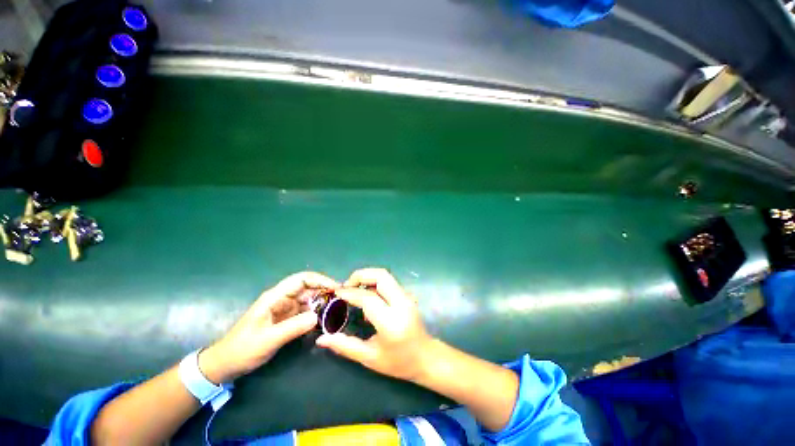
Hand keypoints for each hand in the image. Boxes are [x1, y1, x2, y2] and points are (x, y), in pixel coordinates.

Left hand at [199, 271, 338, 382]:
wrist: (225, 365)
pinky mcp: (286, 319)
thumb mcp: (267, 340)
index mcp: (275, 297)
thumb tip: (317, 316)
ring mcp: (284, 309)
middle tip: (341, 299)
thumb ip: (292, 327)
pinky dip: (316, 313)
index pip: (301, 279)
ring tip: (337, 309)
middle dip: (324, 290)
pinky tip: (325, 320)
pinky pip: (305, 311)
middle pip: (308, 287)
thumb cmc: (242, 350)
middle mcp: (282, 299)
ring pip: (308, 299)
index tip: (335, 287)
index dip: (320, 280)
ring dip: (322, 302)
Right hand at [316, 268, 435, 381]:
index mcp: (391, 322)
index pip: (369, 298)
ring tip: (354, 288)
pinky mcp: (407, 295)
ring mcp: (407, 297)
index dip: (351, 293)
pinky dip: (375, 282)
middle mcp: (401, 303)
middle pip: (381, 276)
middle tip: (346, 286)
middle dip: (361, 275)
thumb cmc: (398, 362)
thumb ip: (345, 346)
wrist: (426, 357)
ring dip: (368, 277)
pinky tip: (367, 294)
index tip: (337, 293)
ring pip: (386, 276)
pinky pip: (389, 282)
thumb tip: (322, 339)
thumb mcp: (369, 358)